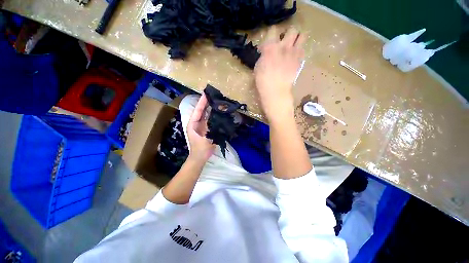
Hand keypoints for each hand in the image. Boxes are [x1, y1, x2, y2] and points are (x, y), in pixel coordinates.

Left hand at [187, 94, 214, 162]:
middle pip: (202, 111)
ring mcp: (202, 126)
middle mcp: (197, 123)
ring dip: (211, 108)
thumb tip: (215, 118)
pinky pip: (210, 119)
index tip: (206, 94)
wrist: (200, 158)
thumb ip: (209, 129)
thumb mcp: (205, 139)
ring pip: (206, 114)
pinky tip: (219, 111)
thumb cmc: (200, 150)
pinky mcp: (207, 129)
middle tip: (213, 95)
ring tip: (217, 101)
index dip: (202, 102)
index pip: (198, 111)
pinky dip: (214, 115)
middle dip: (207, 103)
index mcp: (193, 124)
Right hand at [254, 26, 304, 121]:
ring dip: (297, 38)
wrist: (275, 91)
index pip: (273, 30)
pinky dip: (299, 50)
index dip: (271, 34)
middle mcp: (284, 45)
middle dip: (287, 33)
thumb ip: (263, 56)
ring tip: (292, 45)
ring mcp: (294, 52)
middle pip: (291, 29)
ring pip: (302, 35)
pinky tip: (294, 56)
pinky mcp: (299, 61)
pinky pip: (303, 49)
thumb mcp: (258, 67)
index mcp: (271, 47)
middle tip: (284, 41)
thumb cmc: (262, 81)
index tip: (269, 41)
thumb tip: (266, 52)